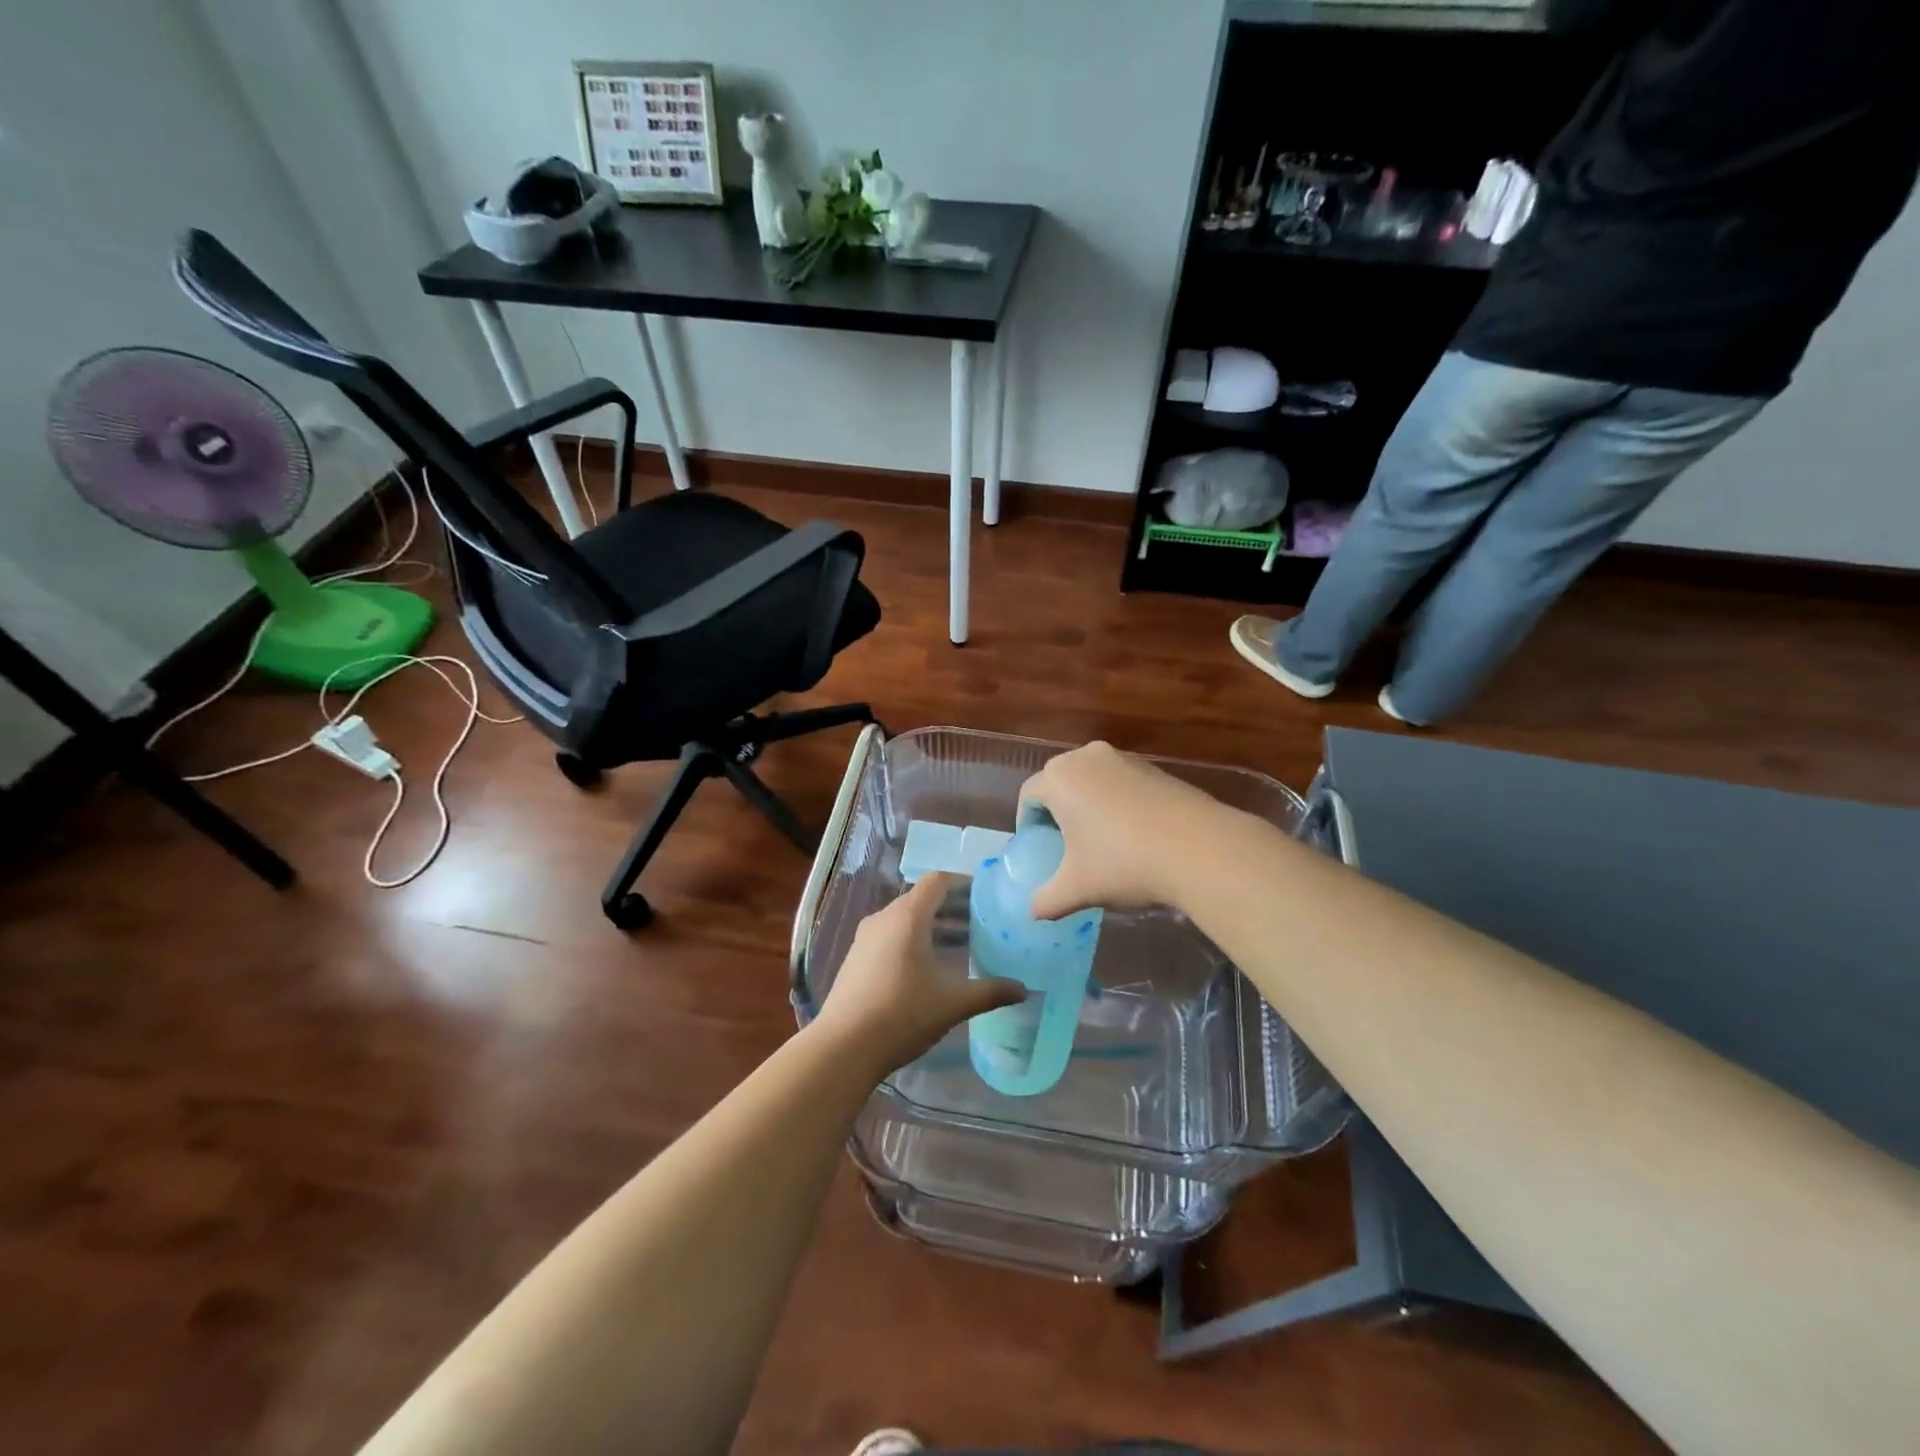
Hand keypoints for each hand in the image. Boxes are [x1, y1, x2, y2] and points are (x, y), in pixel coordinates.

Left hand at [813, 873, 1026, 1078]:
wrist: (843, 1047)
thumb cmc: (903, 1014)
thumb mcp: (953, 1003)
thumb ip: (990, 992)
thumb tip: (1024, 990)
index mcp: (908, 917)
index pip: (937, 882)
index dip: (963, 883)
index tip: (985, 895)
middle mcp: (884, 918)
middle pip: (921, 899)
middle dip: (952, 908)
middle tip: (981, 923)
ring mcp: (865, 938)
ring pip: (904, 919)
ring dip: (932, 926)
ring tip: (960, 946)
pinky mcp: (856, 958)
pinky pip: (890, 936)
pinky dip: (912, 941)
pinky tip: (928, 969)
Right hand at [1017, 741, 1232, 920]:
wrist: (1200, 848)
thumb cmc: (1123, 863)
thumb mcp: (1077, 888)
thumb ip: (1047, 900)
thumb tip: (1034, 912)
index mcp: (1060, 778)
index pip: (1029, 795)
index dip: (1027, 822)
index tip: (1036, 846)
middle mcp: (1087, 757)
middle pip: (1059, 781)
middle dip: (1056, 809)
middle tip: (1062, 843)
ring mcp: (1125, 758)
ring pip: (1092, 779)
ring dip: (1088, 803)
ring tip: (1098, 839)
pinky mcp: (1156, 768)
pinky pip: (1121, 782)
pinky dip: (1117, 802)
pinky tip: (1132, 834)